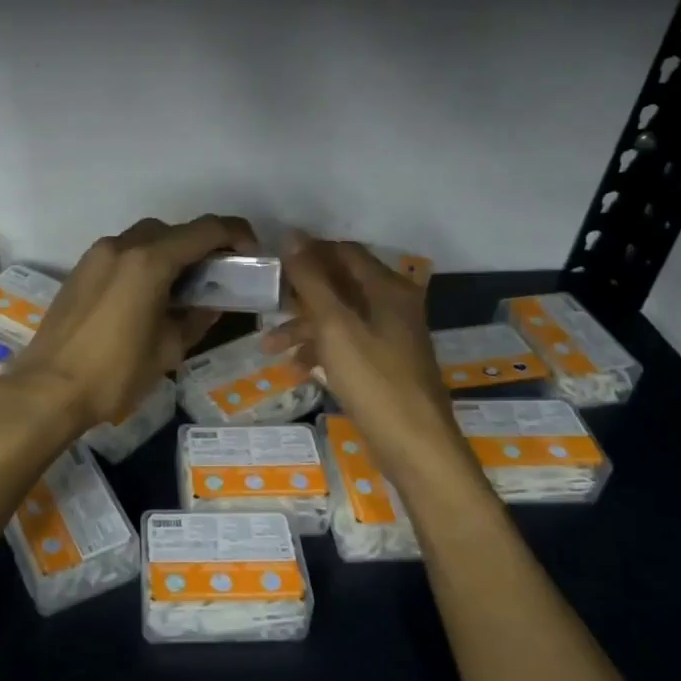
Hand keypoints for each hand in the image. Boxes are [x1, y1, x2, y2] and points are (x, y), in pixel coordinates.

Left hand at [0, 215, 258, 434]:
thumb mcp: (169, 349)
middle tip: (216, 278)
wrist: (47, 389)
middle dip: (201, 246)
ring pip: (145, 238)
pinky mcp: (80, 270)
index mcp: (150, 261)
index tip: (250, 255)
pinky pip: (122, 253)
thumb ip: (197, 317)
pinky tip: (147, 297)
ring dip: (170, 253)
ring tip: (181, 290)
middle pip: (174, 230)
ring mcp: (97, 255)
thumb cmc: (115, 373)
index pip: (206, 230)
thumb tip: (211, 303)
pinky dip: (143, 263)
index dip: (236, 235)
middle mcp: (123, 246)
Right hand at [269, 235, 467, 480]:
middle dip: (300, 295)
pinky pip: (346, 345)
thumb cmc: (374, 379)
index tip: (273, 262)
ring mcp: (390, 337)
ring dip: (304, 328)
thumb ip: (312, 280)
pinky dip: (321, 351)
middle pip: (340, 285)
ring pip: (339, 318)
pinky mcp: (383, 365)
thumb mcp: (335, 326)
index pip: (344, 252)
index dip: (309, 251)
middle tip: (266, 304)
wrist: (415, 445)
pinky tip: (297, 369)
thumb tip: (292, 235)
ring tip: (269, 347)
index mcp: (387, 288)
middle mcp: (392, 305)